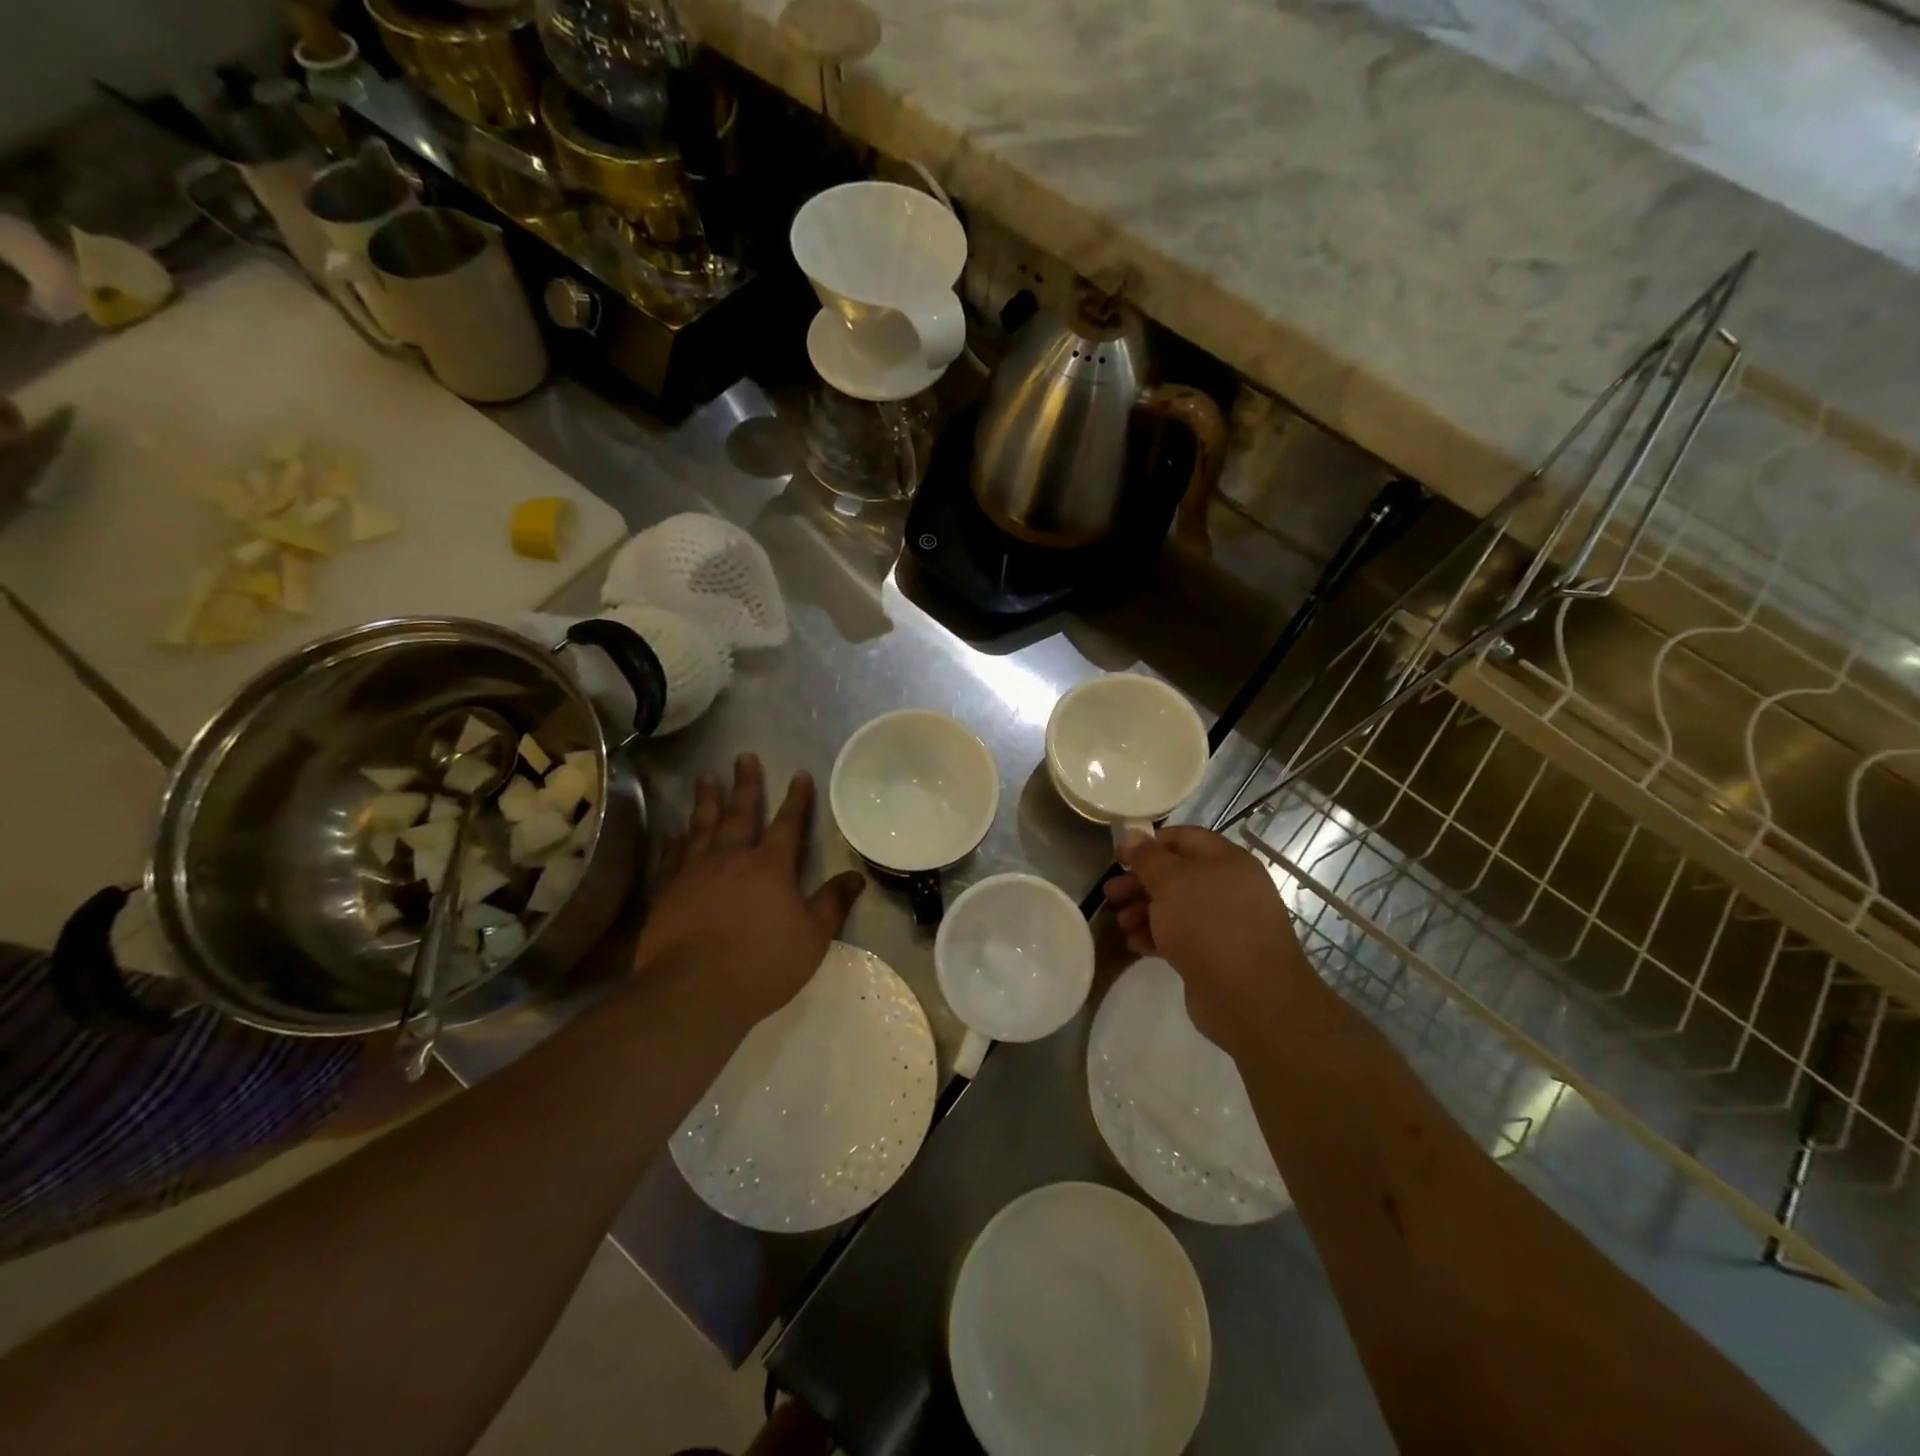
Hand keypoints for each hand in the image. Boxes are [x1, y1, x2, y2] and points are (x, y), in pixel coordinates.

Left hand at [633, 754, 864, 1036]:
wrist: (693, 990)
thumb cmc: (762, 963)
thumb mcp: (812, 937)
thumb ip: (832, 904)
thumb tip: (856, 877)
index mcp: (770, 866)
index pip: (788, 824)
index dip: (797, 799)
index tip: (800, 774)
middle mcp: (732, 858)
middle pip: (740, 813)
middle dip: (746, 784)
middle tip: (743, 757)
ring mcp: (695, 872)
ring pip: (702, 826)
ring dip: (707, 800)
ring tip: (707, 778)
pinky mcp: (667, 891)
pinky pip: (672, 856)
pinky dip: (676, 839)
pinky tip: (675, 829)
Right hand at [1104, 827, 1315, 1054]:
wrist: (1249, 996)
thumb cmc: (1208, 924)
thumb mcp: (1170, 882)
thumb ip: (1148, 857)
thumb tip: (1133, 834)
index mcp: (1227, 861)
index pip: (1184, 838)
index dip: (1150, 843)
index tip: (1120, 855)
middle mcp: (1229, 888)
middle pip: (1177, 876)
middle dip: (1140, 883)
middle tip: (1110, 893)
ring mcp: (1224, 923)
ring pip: (1176, 908)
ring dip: (1144, 912)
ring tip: (1120, 923)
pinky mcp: (1216, 954)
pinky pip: (1181, 936)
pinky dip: (1157, 936)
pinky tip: (1134, 944)